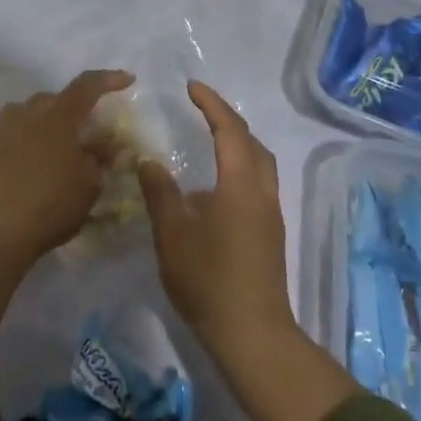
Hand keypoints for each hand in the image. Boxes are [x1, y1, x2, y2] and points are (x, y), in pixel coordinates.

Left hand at [0, 69, 134, 258]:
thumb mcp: (90, 183)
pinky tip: (23, 169)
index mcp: (58, 116)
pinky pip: (5, 145)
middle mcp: (27, 116)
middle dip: (70, 106)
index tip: (127, 80)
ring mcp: (1, 136)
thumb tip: (103, 148)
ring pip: (22, 115)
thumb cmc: (52, 201)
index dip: (108, 80)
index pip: (86, 86)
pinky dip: (17, 151)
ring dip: (39, 123)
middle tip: (85, 126)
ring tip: (52, 144)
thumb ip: (98, 160)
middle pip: (51, 99)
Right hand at [138, 81, 294, 357]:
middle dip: (228, 120)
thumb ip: (160, 193)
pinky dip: (240, 168)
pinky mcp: (270, 234)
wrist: (253, 334)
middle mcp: (262, 191)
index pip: (229, 129)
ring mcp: (270, 214)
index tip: (192, 87)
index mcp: (241, 183)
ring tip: (209, 141)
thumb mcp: (173, 234)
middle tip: (201, 110)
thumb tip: (150, 161)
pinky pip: (257, 183)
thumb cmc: (209, 280)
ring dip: (238, 144)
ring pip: (259, 164)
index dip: (211, 104)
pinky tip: (215, 188)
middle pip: (252, 142)